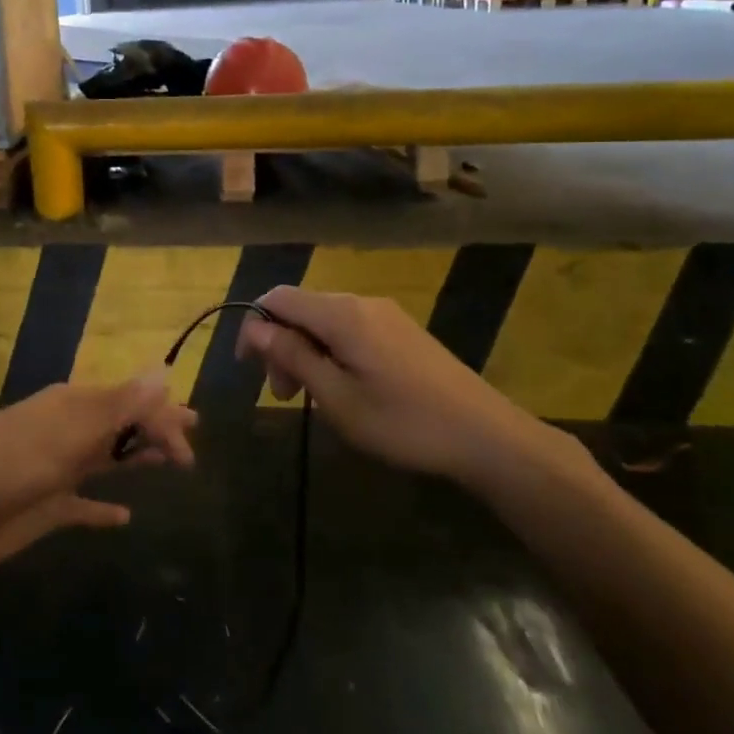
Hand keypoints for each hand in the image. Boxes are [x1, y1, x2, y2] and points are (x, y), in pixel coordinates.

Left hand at [0, 374, 197, 569]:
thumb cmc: (13, 462)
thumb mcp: (69, 432)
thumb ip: (119, 406)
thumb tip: (163, 373)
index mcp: (71, 406)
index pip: (128, 402)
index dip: (161, 417)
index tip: (189, 442)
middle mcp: (67, 431)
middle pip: (121, 427)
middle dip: (155, 429)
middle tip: (191, 440)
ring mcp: (57, 469)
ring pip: (107, 459)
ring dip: (137, 459)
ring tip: (171, 464)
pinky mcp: (48, 506)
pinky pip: (84, 505)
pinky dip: (104, 510)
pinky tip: (124, 517)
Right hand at [234, 286, 575, 485]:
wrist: (485, 436)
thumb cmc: (402, 422)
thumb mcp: (337, 397)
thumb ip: (293, 356)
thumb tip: (256, 327)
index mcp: (341, 314)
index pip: (278, 297)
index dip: (254, 325)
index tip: (248, 367)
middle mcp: (361, 303)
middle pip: (301, 309)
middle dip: (281, 345)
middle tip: (284, 396)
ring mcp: (385, 315)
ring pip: (325, 322)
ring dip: (305, 353)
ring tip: (311, 398)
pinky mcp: (402, 331)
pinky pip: (350, 330)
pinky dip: (331, 353)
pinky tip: (343, 388)